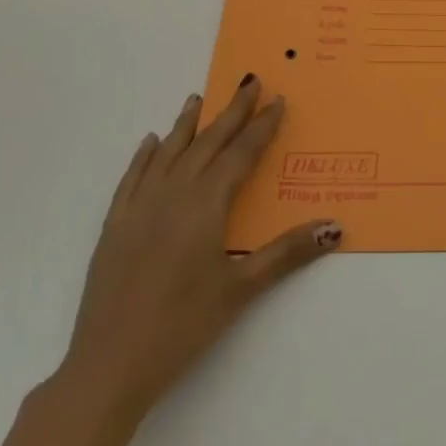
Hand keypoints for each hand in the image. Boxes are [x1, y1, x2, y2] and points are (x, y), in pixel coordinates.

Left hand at [56, 76, 341, 431]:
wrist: (110, 362)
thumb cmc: (184, 325)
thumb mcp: (242, 288)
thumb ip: (288, 252)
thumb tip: (334, 227)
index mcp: (205, 205)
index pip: (240, 155)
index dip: (261, 127)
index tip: (277, 100)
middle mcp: (172, 195)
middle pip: (207, 144)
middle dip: (231, 113)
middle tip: (248, 83)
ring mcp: (139, 208)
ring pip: (168, 154)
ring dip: (187, 125)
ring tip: (198, 99)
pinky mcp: (115, 226)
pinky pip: (132, 178)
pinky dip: (145, 156)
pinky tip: (151, 143)